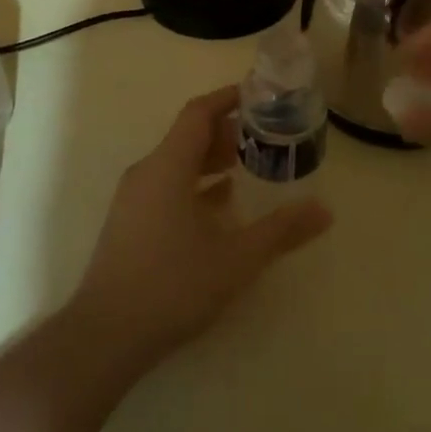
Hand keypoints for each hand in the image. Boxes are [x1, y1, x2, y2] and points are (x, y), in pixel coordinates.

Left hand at [72, 86, 331, 365]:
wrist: (105, 335)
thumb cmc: (173, 285)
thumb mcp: (236, 258)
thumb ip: (281, 230)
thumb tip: (325, 210)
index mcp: (168, 165)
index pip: (199, 113)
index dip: (228, 99)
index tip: (259, 95)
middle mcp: (147, 172)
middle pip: (188, 136)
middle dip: (226, 131)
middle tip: (263, 137)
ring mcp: (134, 198)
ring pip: (176, 162)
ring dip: (210, 159)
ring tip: (245, 167)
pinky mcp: (129, 223)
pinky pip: (166, 185)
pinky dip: (194, 184)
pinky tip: (218, 206)